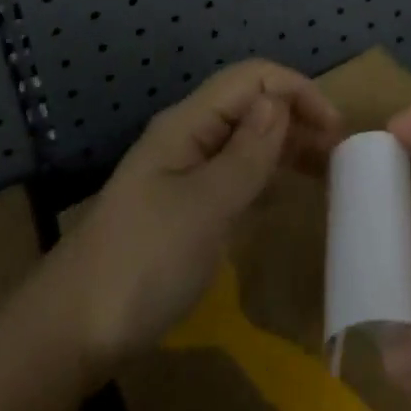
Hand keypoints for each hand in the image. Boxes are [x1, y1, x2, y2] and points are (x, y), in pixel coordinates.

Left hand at [39, 60, 341, 380]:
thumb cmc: (142, 263)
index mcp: (188, 123)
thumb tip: (279, 100)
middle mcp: (187, 136)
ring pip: (243, 139)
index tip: (336, 131)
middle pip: (249, 104)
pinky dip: (264, 175)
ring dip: (284, 145)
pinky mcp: (182, 206)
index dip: (297, 91)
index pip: (252, 78)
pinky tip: (284, 195)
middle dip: (296, 116)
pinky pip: (233, 174)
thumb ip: (246, 154)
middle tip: (339, 157)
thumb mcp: (205, 208)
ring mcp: (182, 172)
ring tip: (325, 173)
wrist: (70, 332)